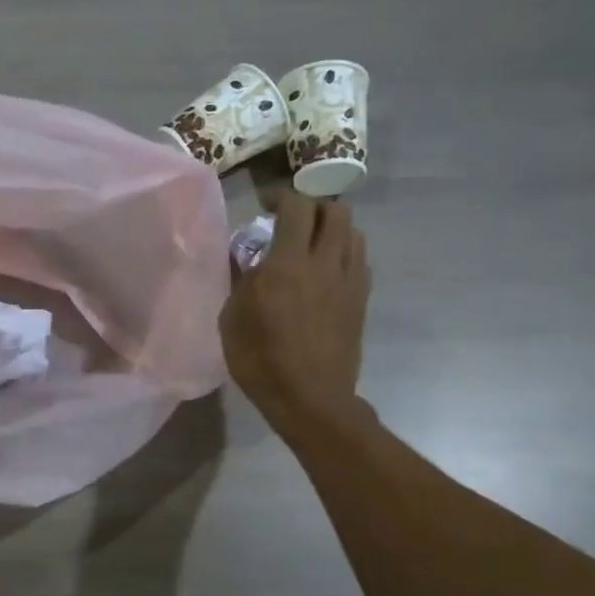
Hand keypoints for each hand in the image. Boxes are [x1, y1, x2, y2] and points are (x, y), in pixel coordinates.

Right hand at [220, 194, 372, 441]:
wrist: (311, 399)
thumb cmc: (261, 360)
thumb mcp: (233, 319)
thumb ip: (241, 279)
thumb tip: (246, 255)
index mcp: (289, 265)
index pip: (297, 208)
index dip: (281, 196)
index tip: (265, 206)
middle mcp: (325, 264)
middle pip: (336, 211)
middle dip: (313, 207)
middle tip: (291, 221)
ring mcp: (349, 282)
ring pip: (354, 233)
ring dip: (332, 229)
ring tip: (311, 244)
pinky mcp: (361, 300)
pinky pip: (359, 260)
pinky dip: (343, 254)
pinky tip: (325, 272)